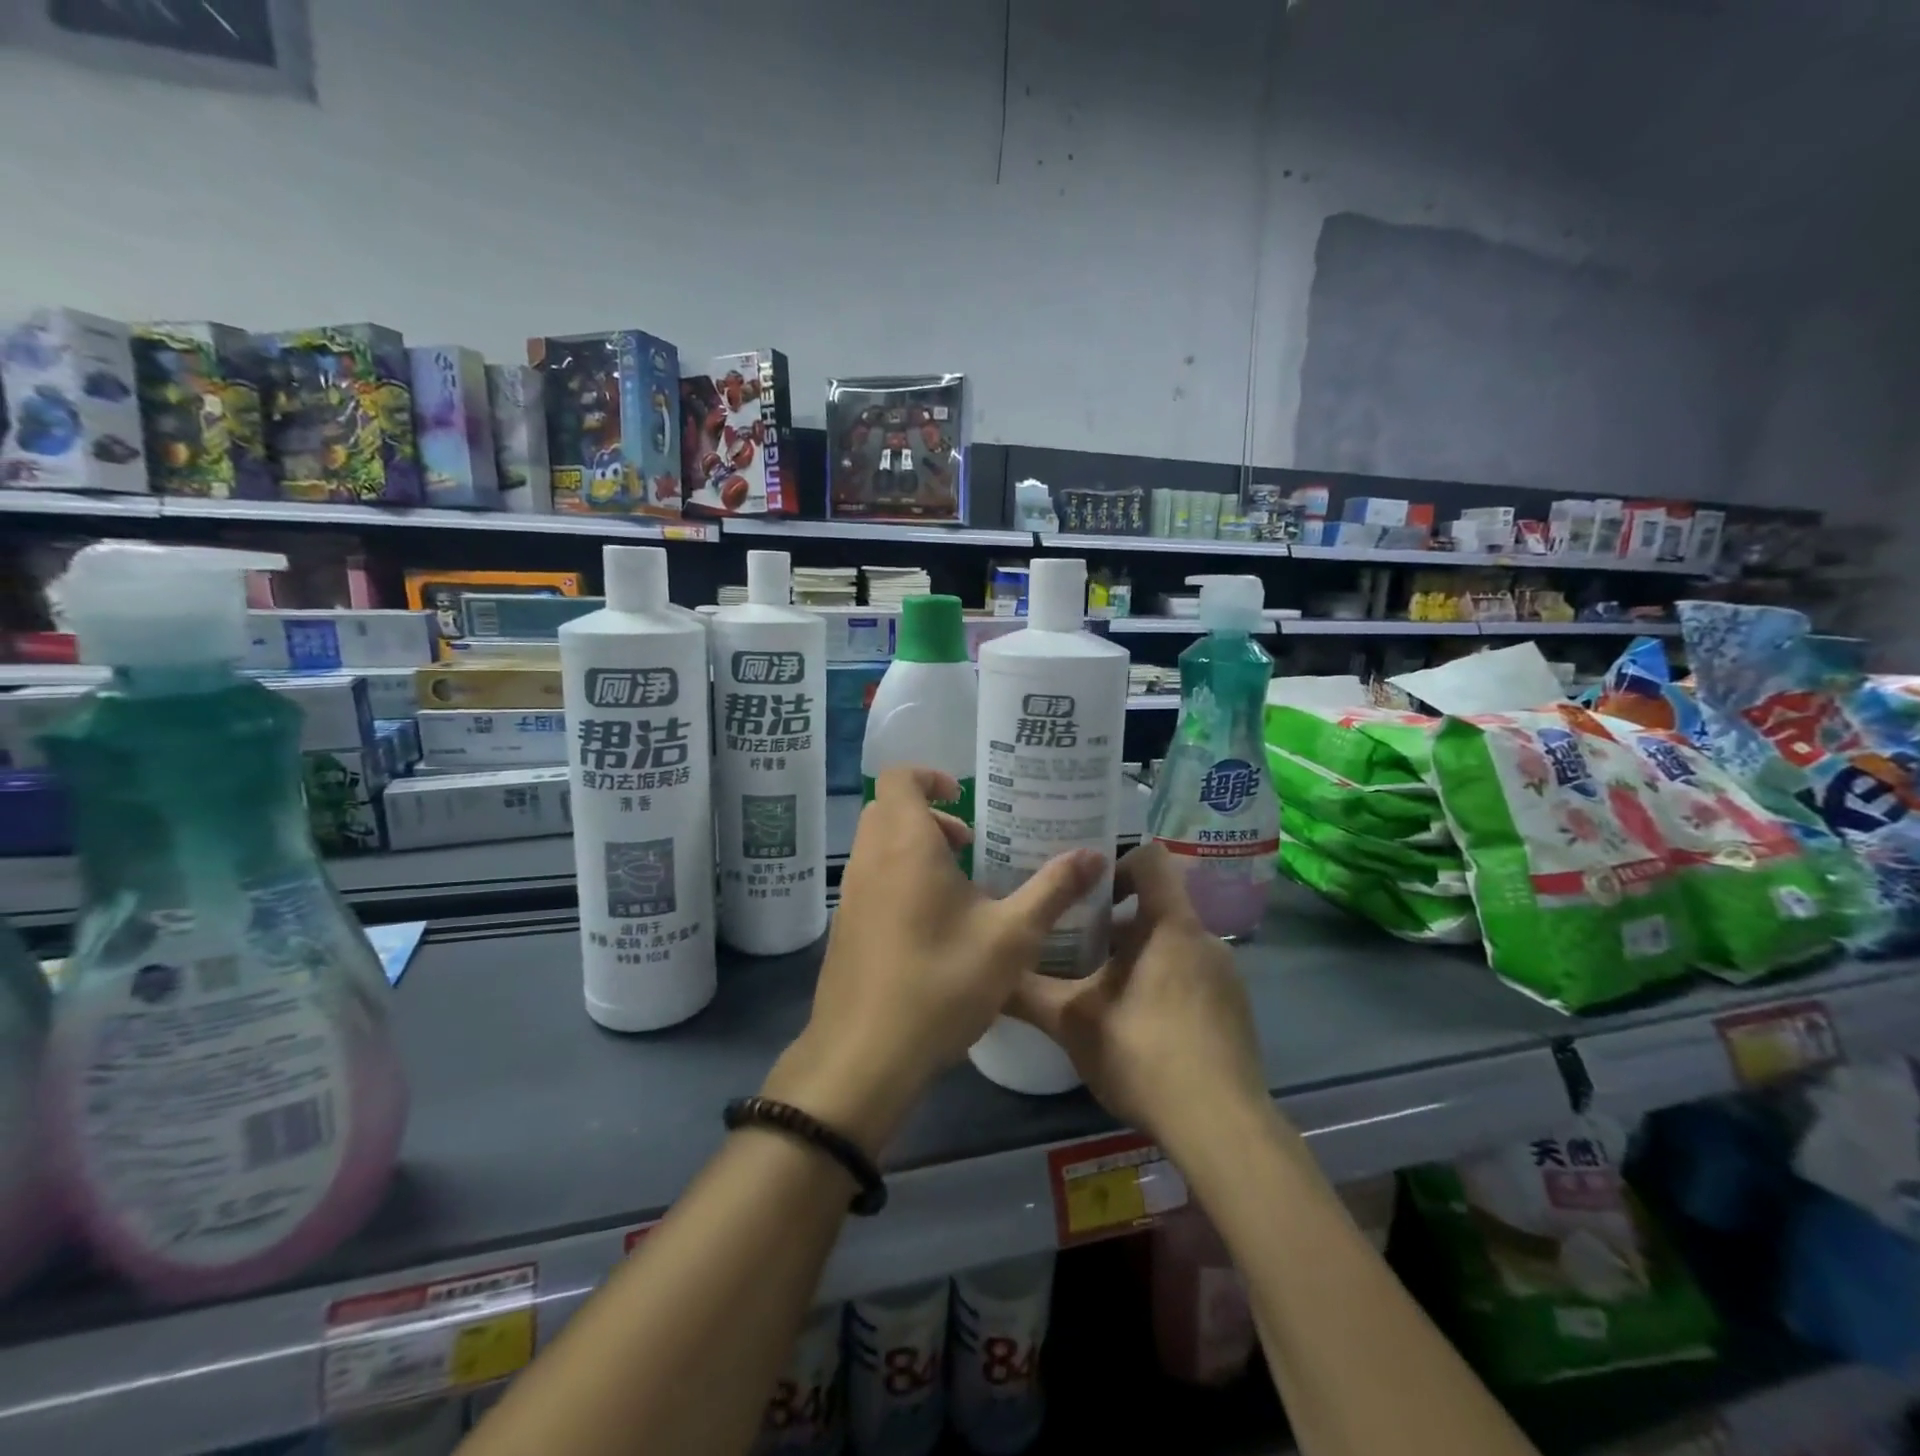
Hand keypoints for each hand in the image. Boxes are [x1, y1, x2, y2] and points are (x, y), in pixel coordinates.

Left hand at [764, 766, 1104, 1156]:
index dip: (930, 777)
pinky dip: (898, 878)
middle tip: (970, 846)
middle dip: (930, 816)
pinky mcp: (844, 927)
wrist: (864, 1057)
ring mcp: (850, 894)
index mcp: (905, 845)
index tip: (964, 799)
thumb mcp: (1011, 938)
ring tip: (959, 889)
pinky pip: (870, 879)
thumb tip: (1094, 856)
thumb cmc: (941, 984)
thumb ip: (1053, 890)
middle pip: (889, 810)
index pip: (899, 777)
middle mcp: (869, 860)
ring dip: (915, 849)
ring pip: (878, 846)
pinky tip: (934, 927)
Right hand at [1006, 844, 1269, 1154]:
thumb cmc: (1144, 1054)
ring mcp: (1226, 978)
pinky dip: (1163, 985)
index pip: (1152, 858)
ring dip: (1138, 956)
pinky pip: (1193, 977)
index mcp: (1170, 926)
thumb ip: (1028, 993)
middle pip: (1158, 906)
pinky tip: (1138, 1028)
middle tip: (1075, 944)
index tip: (1085, 891)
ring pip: (1173, 945)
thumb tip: (986, 977)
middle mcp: (1205, 940)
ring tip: (1099, 989)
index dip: (1116, 862)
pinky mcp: (1235, 1012)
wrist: (1222, 1130)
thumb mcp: (1074, 1022)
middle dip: (1115, 921)